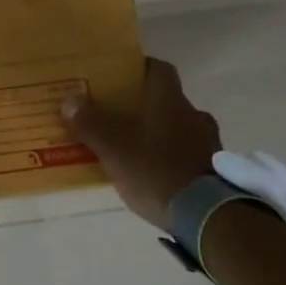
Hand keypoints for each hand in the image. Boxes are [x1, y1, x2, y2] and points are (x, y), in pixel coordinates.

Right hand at [61, 58, 220, 230]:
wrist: (206, 216)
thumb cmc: (155, 171)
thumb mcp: (113, 149)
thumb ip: (90, 124)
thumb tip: (70, 100)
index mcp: (169, 100)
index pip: (159, 68)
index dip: (139, 68)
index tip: (119, 77)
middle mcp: (193, 114)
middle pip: (167, 99)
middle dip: (144, 106)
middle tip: (118, 115)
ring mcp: (208, 142)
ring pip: (179, 126)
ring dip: (160, 132)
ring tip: (135, 147)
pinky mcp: (214, 169)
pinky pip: (188, 152)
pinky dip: (173, 156)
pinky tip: (156, 172)